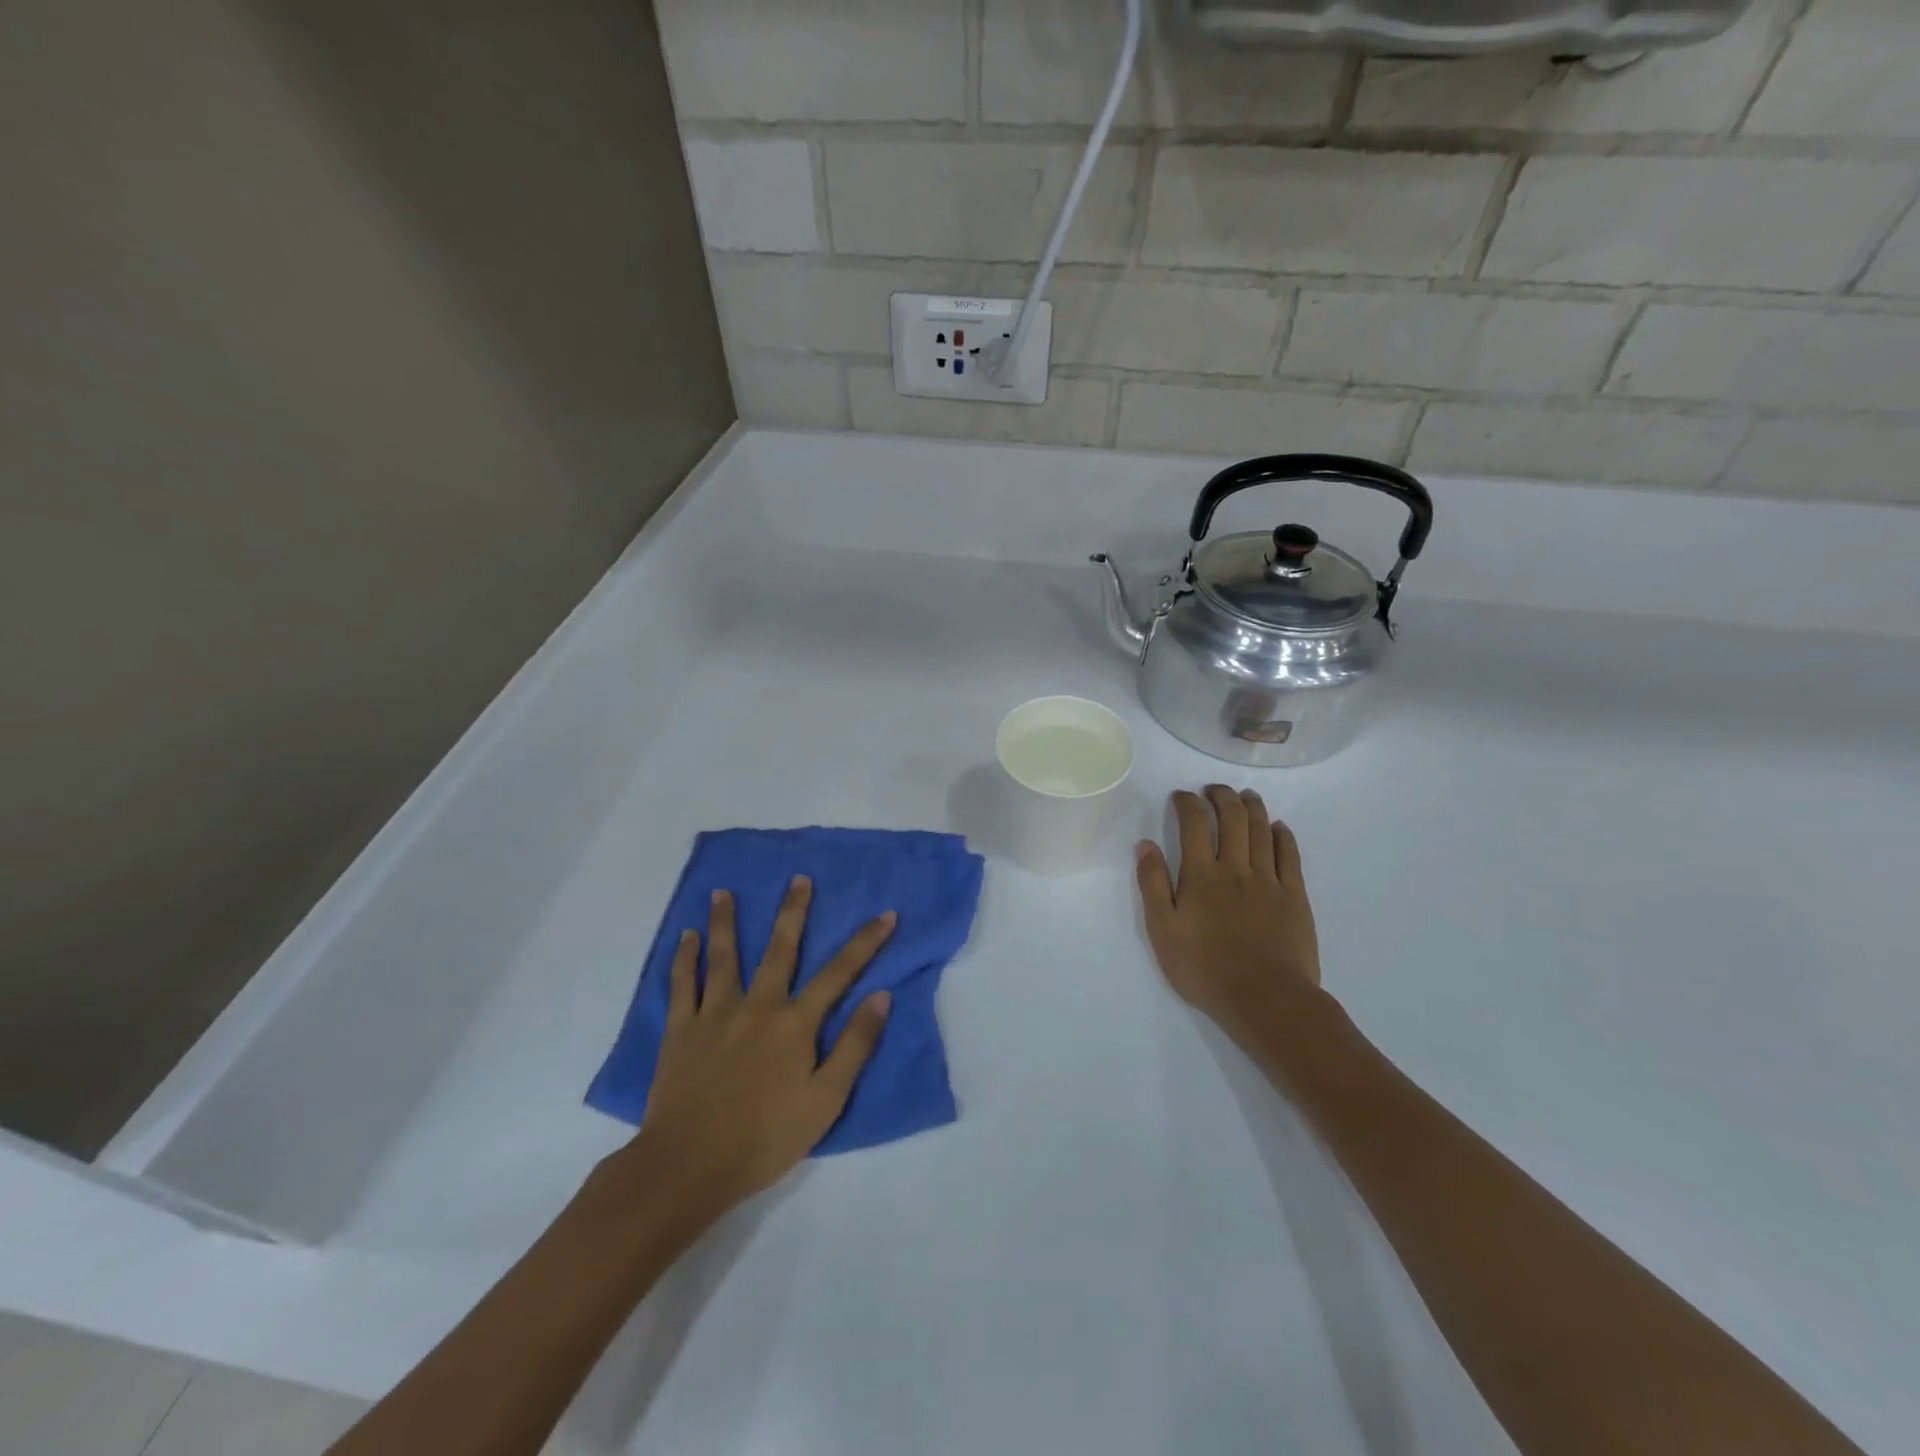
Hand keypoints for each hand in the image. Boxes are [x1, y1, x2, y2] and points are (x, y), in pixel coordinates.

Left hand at [632, 877, 894, 1211]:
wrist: (689, 1166)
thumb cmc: (765, 1138)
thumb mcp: (826, 1101)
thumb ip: (855, 1046)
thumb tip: (881, 995)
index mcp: (795, 1023)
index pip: (839, 973)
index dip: (865, 942)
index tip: (885, 914)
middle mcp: (757, 1005)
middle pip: (780, 949)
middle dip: (793, 912)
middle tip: (798, 879)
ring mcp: (715, 1014)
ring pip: (724, 956)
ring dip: (725, 921)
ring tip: (723, 891)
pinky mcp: (681, 1030)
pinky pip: (682, 985)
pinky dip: (684, 958)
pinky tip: (686, 937)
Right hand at [1135, 786, 1321, 1039]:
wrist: (1265, 999)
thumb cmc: (1204, 968)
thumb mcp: (1162, 930)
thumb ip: (1152, 884)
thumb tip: (1145, 844)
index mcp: (1201, 874)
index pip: (1193, 824)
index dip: (1187, 803)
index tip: (1181, 795)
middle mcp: (1236, 868)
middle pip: (1232, 818)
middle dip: (1222, 796)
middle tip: (1214, 789)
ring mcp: (1269, 880)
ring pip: (1262, 830)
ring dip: (1253, 807)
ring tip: (1247, 796)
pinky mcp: (1295, 896)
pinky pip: (1290, 856)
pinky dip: (1284, 835)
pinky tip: (1279, 827)